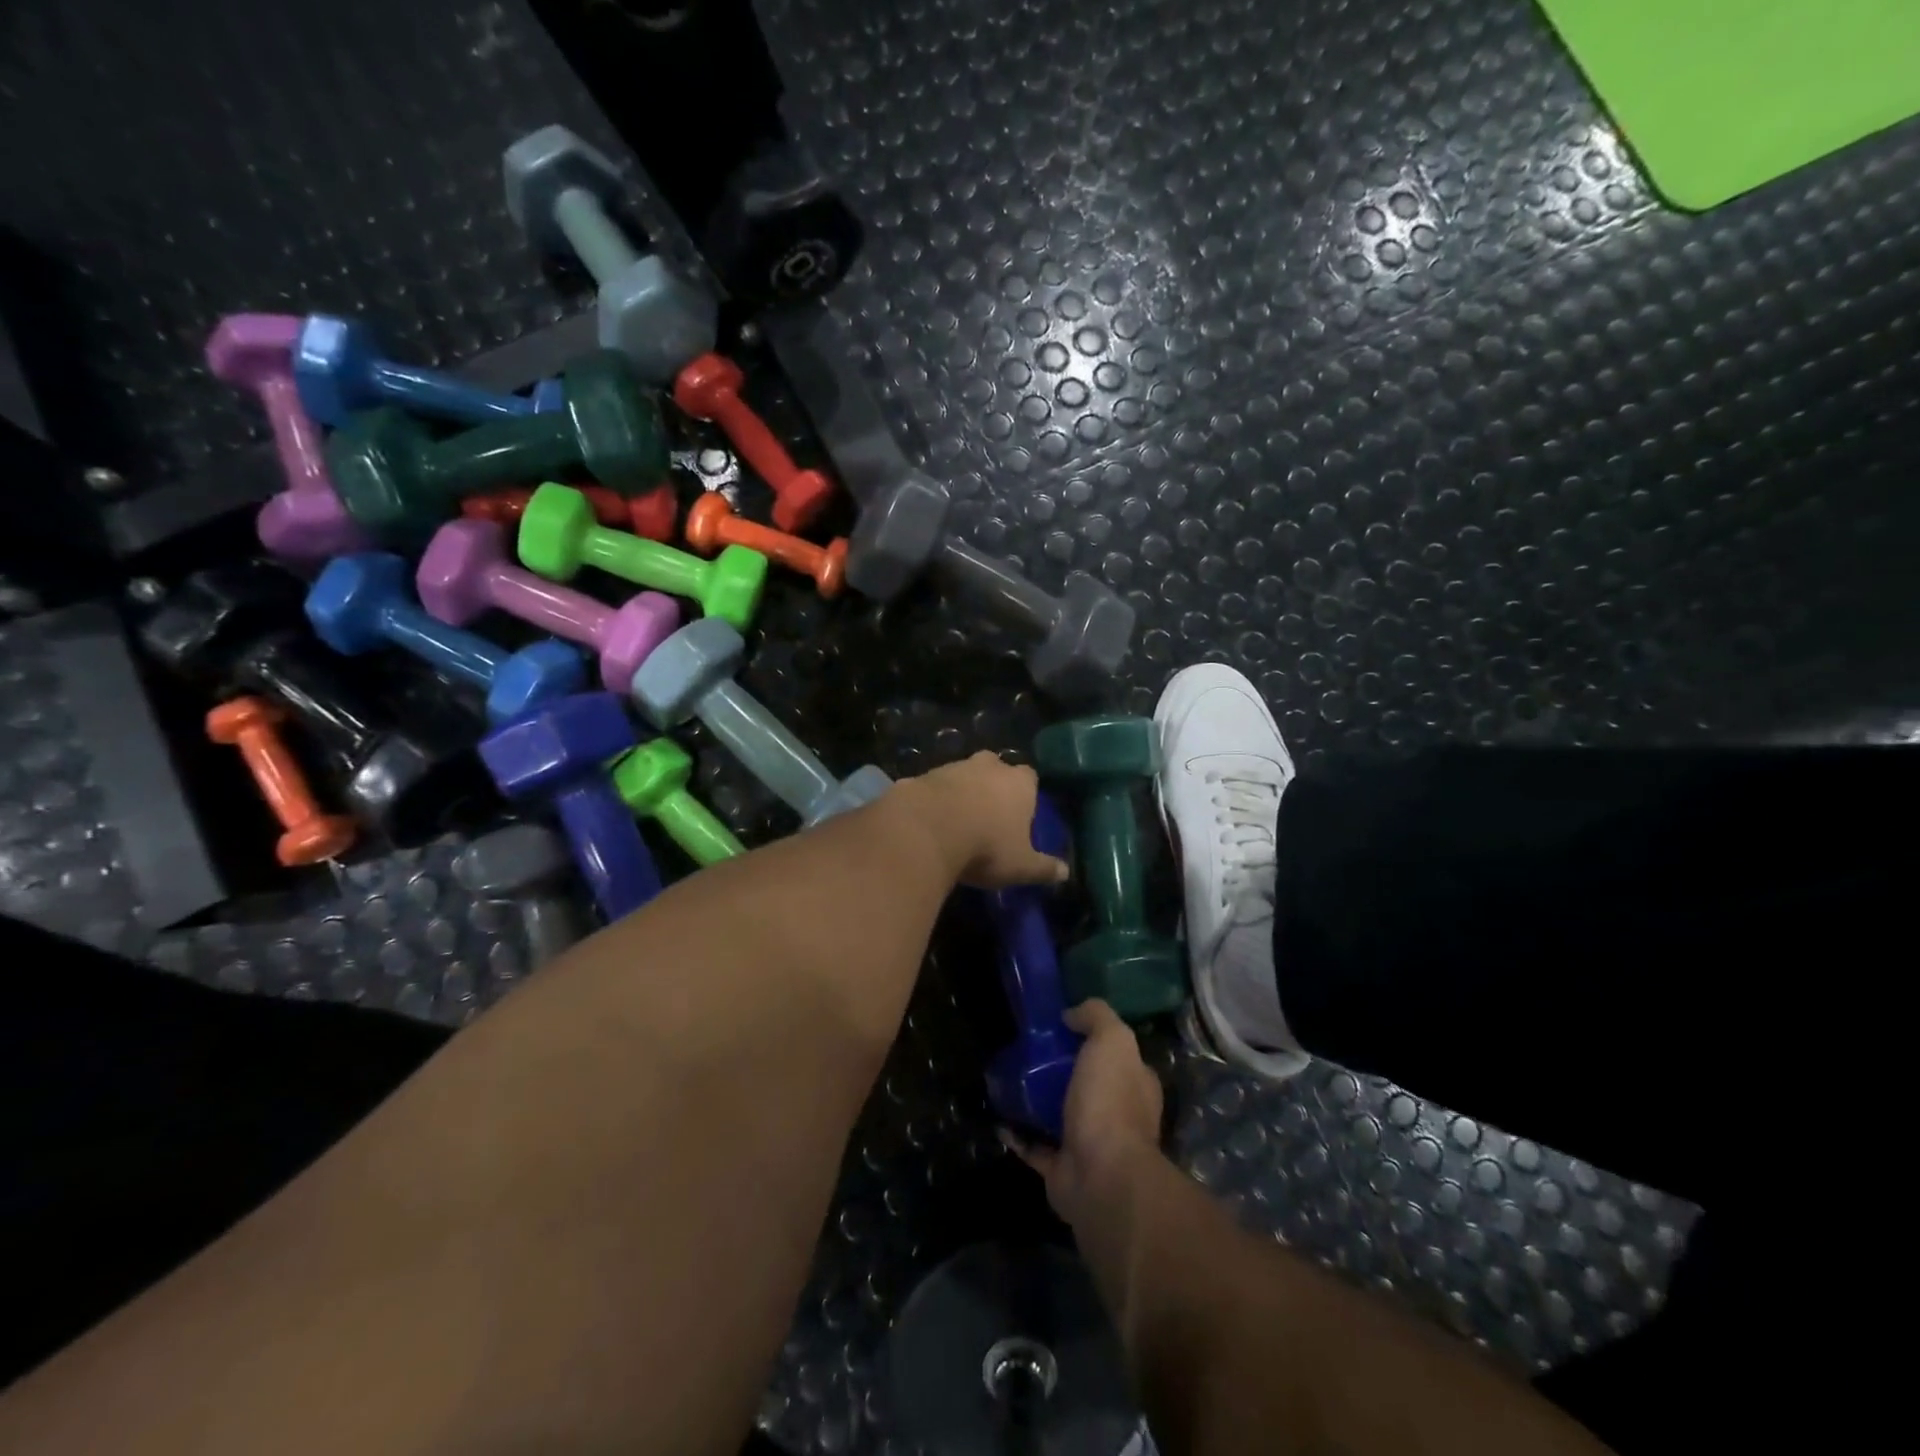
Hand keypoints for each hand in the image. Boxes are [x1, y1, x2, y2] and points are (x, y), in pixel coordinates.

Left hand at [906, 751, 1070, 888]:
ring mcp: (953, 767)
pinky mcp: (923, 776)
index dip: (1026, 793)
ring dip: (962, 791)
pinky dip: (933, 799)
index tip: (1021, 812)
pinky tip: (929, 822)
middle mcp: (989, 766)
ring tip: (957, 820)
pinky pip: (933, 787)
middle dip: (993, 785)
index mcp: (1018, 783)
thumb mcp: (1020, 866)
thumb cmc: (986, 846)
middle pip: (996, 768)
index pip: (1030, 777)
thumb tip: (1066, 873)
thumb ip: (1044, 868)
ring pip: (963, 774)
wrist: (926, 831)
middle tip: (989, 812)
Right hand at [1004, 1000, 1163, 1225]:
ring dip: (1037, 1102)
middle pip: (1086, 1084)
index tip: (1061, 1025)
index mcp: (1135, 1084)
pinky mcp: (1062, 1169)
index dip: (1093, 1039)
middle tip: (1028, 1050)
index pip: (1118, 1056)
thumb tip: (1071, 1014)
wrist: (1101, 1176)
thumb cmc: (1111, 1101)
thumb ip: (1096, 1017)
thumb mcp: (1112, 1040)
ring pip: (1060, 1115)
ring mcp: (1090, 1144)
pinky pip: (1034, 1146)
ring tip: (1008, 1080)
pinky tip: (999, 1117)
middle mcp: (1117, 1114)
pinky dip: (1017, 1133)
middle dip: (1061, 1070)